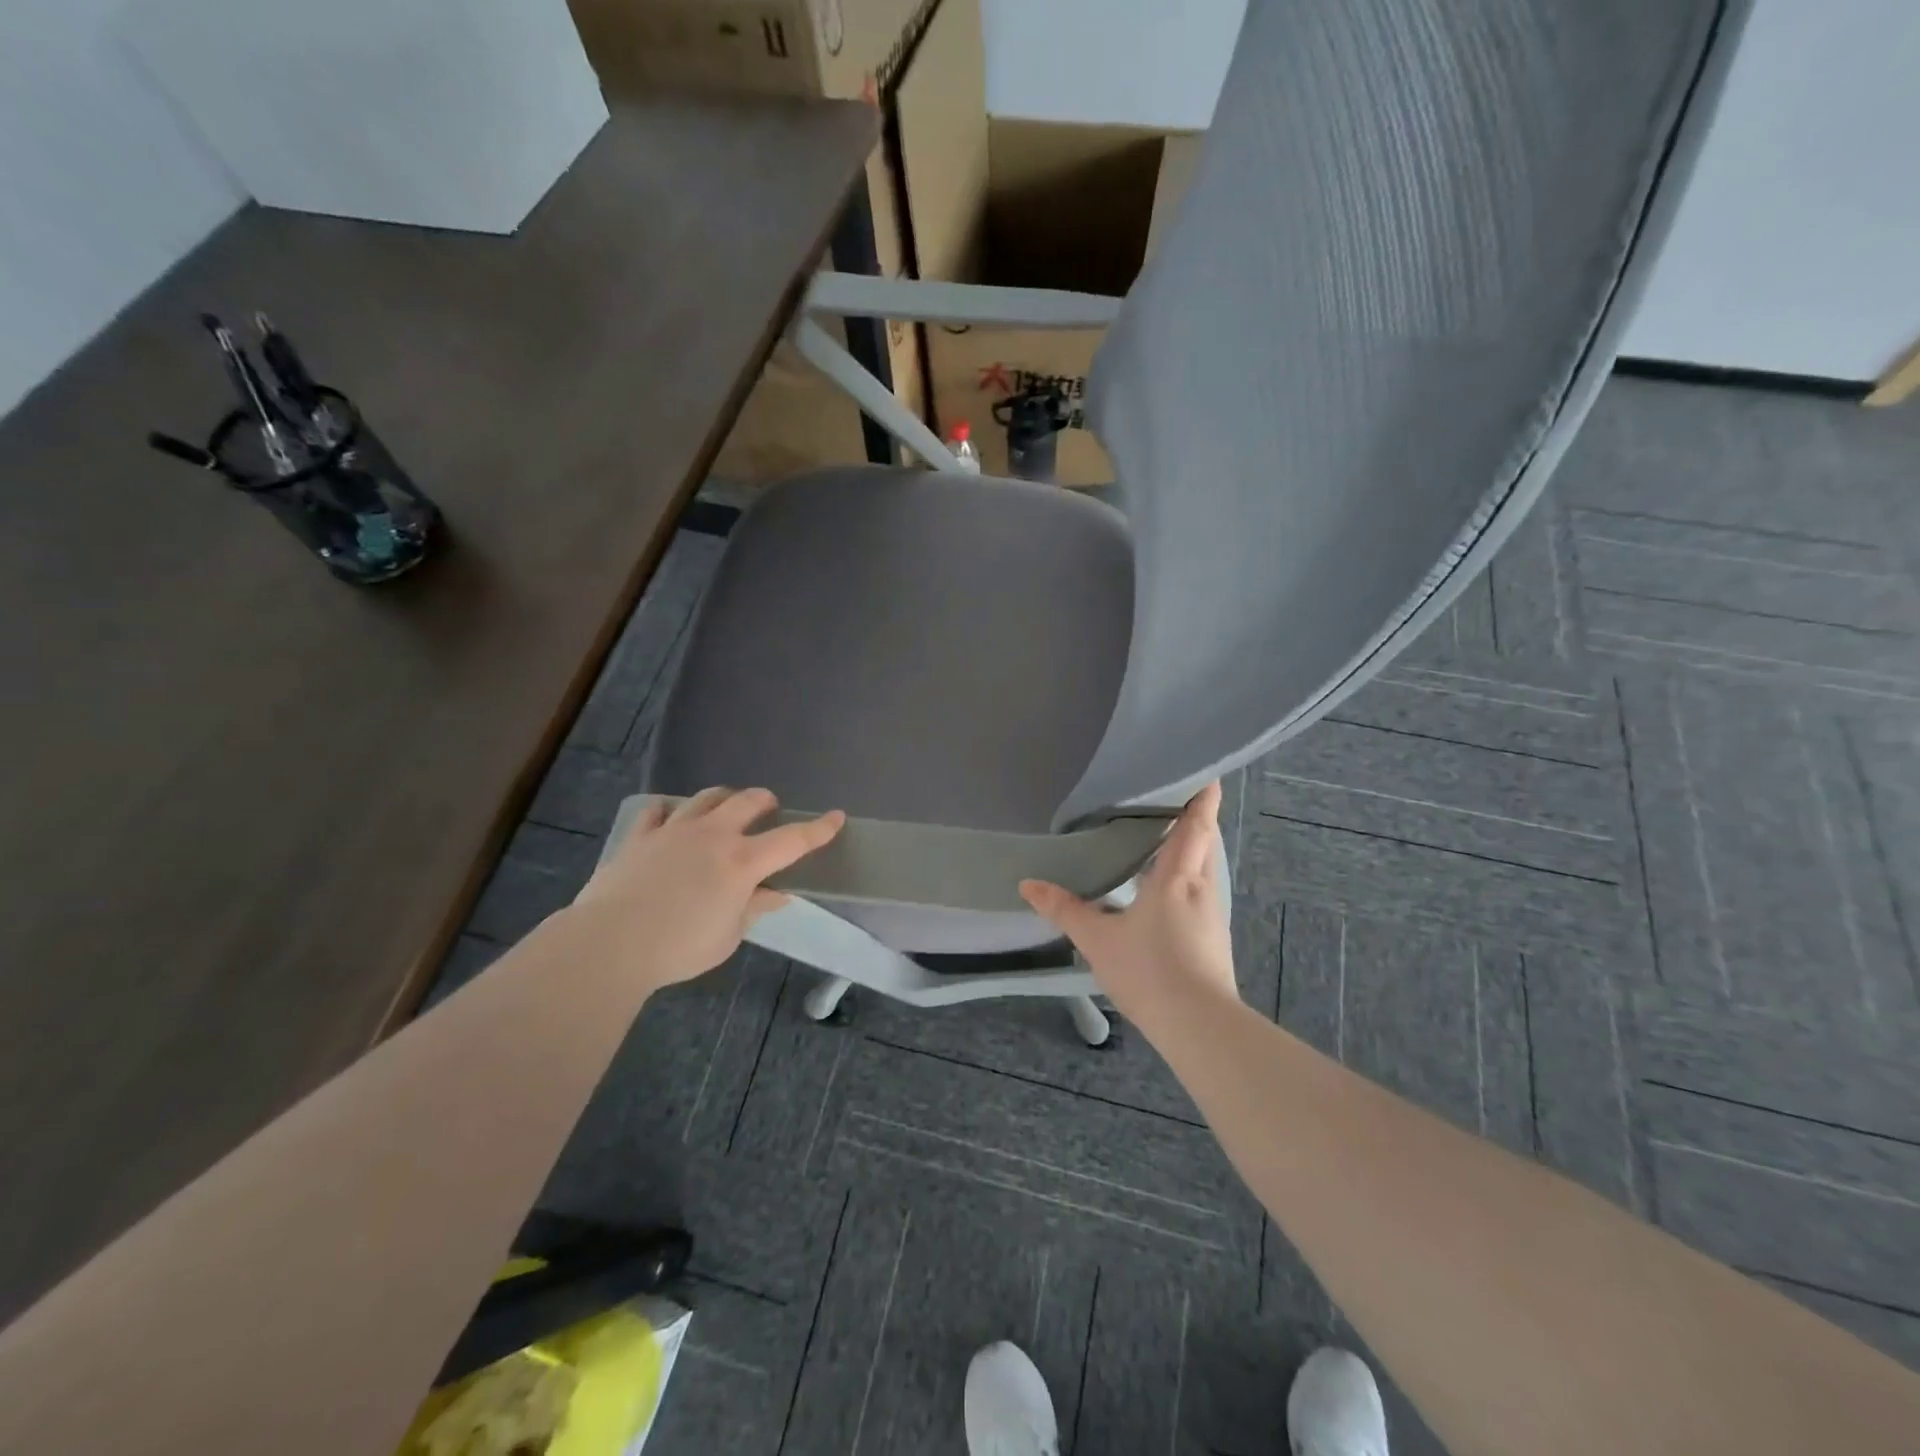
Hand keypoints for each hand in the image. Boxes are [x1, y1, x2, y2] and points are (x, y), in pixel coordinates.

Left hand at [570, 787, 844, 990]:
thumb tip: (777, 894)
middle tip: (769, 810)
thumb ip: (754, 908)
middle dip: (765, 801)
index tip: (837, 817)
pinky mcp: (641, 835)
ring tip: (725, 810)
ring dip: (723, 799)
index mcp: (743, 861)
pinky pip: (658, 810)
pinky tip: (671, 820)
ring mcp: (674, 830)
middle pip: (748, 801)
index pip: (792, 840)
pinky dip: (671, 812)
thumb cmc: (680, 947)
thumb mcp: (729, 936)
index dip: (819, 828)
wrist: (610, 943)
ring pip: (706, 797)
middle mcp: (713, 835)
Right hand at [1019, 782, 1238, 1032]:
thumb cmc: (1149, 970)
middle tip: (1169, 803)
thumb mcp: (1098, 939)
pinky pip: (1201, 895)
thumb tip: (1028, 884)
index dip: (1203, 796)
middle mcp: (1202, 888)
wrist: (1199, 1026)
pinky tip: (1164, 895)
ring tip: (1162, 844)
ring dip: (1190, 852)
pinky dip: (1187, 881)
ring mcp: (1212, 915)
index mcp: (1177, 877)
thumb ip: (1065, 909)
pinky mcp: (1214, 939)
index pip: (1196, 825)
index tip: (1206, 772)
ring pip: (1204, 870)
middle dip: (1195, 821)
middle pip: (1205, 843)